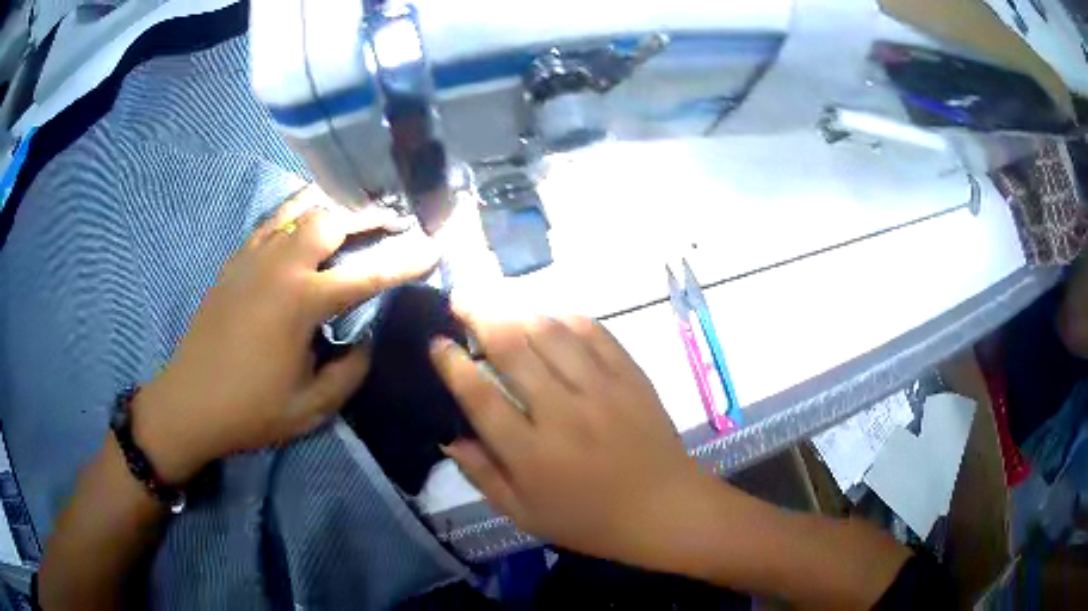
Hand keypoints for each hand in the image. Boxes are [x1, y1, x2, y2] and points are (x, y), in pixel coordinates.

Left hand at [135, 186, 439, 483]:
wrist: (189, 402)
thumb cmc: (250, 410)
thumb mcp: (311, 408)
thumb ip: (350, 371)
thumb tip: (367, 340)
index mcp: (301, 301)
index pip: (367, 272)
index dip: (406, 259)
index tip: (434, 248)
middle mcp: (280, 265)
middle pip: (332, 220)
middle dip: (369, 216)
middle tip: (394, 222)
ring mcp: (253, 257)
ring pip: (301, 209)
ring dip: (335, 208)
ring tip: (356, 214)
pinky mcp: (236, 260)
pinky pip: (273, 221)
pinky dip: (297, 213)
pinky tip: (307, 222)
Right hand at [429, 309, 716, 565]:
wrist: (663, 509)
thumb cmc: (589, 520)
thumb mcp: (524, 515)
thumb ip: (483, 475)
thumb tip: (449, 436)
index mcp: (531, 453)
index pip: (480, 396)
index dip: (453, 365)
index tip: (437, 343)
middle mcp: (563, 412)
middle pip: (513, 350)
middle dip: (479, 317)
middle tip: (460, 300)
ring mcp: (601, 389)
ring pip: (551, 333)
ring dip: (518, 312)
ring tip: (499, 304)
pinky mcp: (630, 377)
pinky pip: (595, 333)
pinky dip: (567, 319)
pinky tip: (551, 317)